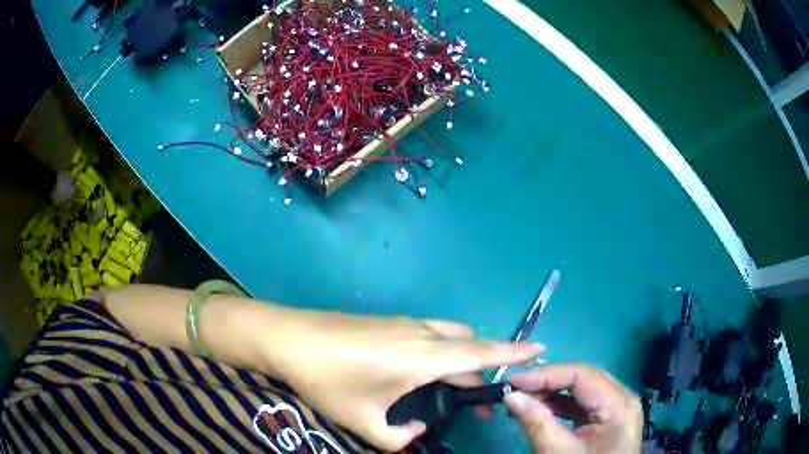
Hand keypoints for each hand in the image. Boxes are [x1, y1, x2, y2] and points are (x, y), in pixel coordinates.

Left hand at [262, 310, 542, 450]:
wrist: (288, 337)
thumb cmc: (327, 380)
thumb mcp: (363, 421)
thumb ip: (397, 438)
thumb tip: (416, 432)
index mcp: (421, 357)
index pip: (480, 353)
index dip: (513, 352)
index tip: (540, 349)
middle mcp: (420, 334)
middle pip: (468, 344)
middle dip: (484, 366)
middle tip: (481, 398)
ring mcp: (403, 323)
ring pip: (448, 336)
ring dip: (460, 356)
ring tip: (452, 387)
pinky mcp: (387, 322)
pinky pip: (428, 333)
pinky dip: (440, 350)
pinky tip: (418, 373)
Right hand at [505, 363, 641, 452]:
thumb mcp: (558, 452)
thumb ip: (537, 422)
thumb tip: (510, 396)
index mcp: (618, 404)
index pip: (581, 374)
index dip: (546, 374)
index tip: (513, 381)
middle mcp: (622, 398)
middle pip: (583, 377)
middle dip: (547, 381)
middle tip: (515, 389)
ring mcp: (616, 407)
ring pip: (581, 389)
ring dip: (551, 392)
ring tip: (523, 399)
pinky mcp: (607, 418)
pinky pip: (583, 403)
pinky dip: (560, 404)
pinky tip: (540, 408)